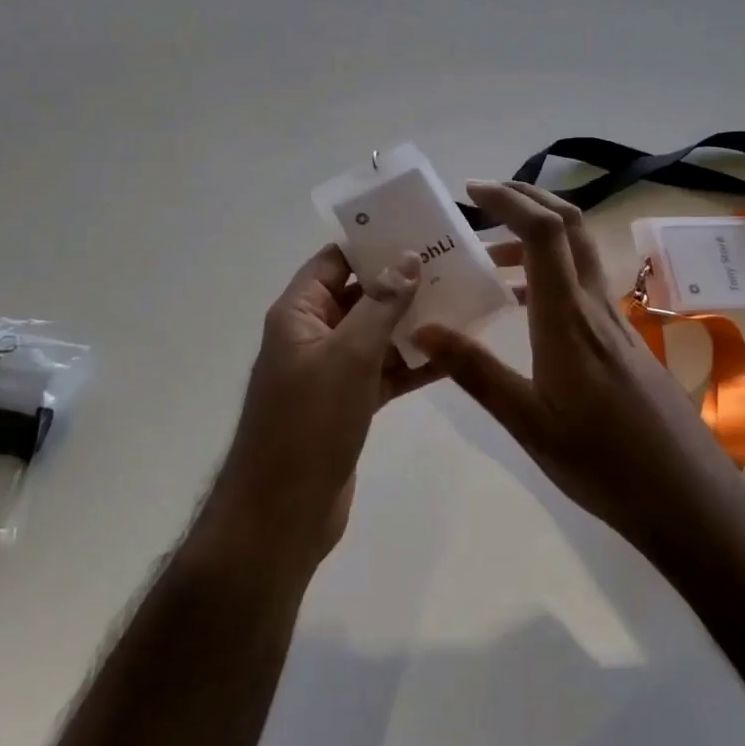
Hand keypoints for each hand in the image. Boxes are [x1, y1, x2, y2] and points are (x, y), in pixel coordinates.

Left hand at [211, 245, 429, 564]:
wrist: (281, 515)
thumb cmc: (308, 424)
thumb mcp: (348, 356)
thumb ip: (380, 304)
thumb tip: (408, 257)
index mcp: (298, 313)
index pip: (334, 260)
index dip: (371, 243)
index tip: (418, 230)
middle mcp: (313, 334)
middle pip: (359, 294)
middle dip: (402, 281)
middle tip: (453, 264)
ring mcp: (331, 371)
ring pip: (376, 333)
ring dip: (412, 321)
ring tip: (462, 301)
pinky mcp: (349, 403)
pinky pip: (384, 370)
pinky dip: (412, 362)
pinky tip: (453, 353)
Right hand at [413, 181, 729, 554]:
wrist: (686, 495)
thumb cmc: (602, 461)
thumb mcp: (527, 422)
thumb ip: (475, 371)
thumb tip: (422, 329)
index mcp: (567, 318)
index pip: (544, 234)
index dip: (510, 200)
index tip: (472, 192)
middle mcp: (594, 305)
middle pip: (570, 224)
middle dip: (528, 197)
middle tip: (484, 197)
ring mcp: (613, 319)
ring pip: (579, 250)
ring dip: (538, 232)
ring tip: (491, 251)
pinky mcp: (622, 337)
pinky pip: (582, 281)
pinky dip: (550, 268)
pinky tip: (524, 301)